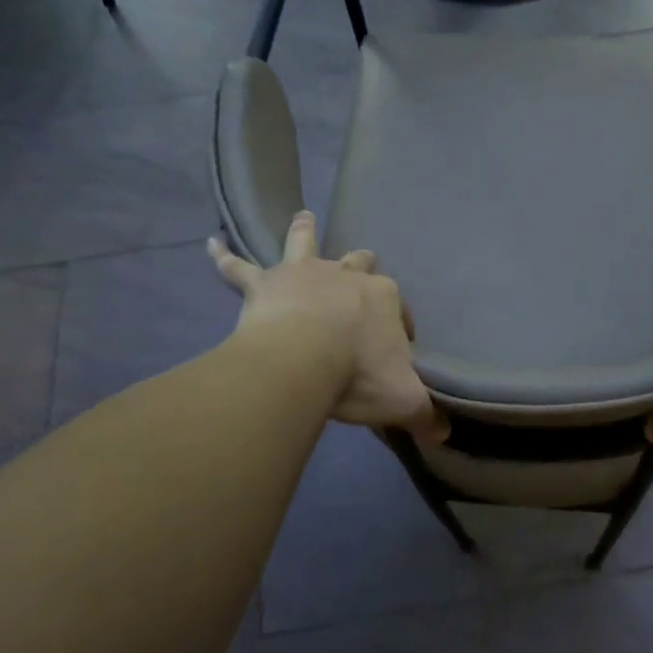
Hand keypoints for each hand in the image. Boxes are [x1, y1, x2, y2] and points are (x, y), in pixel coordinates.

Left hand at [208, 213, 447, 443]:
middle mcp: (346, 276)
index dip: (398, 328)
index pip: (398, 309)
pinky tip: (210, 244)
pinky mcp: (264, 285)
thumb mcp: (404, 400)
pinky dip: (223, 257)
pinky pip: (238, 268)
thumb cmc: (358, 375)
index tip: (393, 351)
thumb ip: (426, 416)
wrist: (302, 362)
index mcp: (384, 298)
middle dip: (362, 267)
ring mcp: (303, 275)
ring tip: (302, 217)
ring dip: (303, 231)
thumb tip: (443, 434)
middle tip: (360, 275)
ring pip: (304, 244)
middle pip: (358, 264)